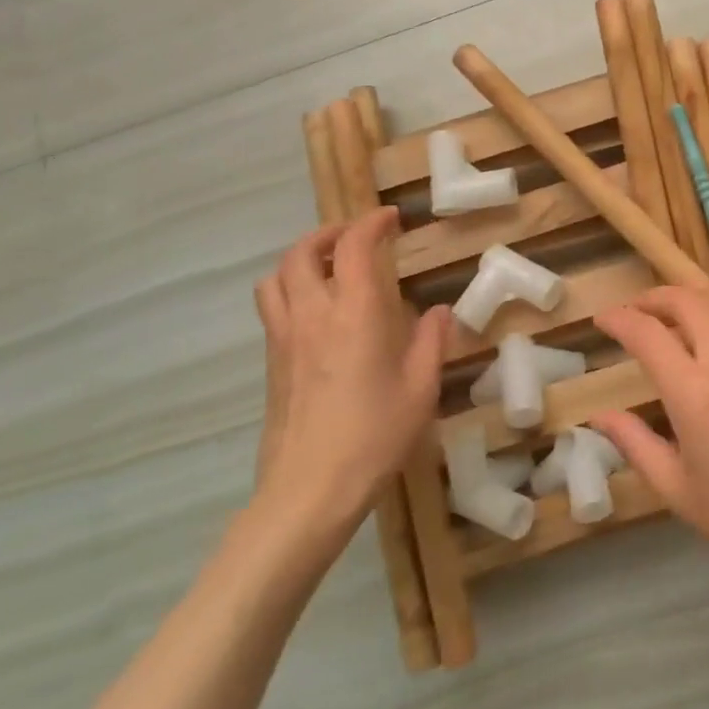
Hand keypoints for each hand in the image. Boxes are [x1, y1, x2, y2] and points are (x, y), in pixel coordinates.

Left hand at [251, 209, 449, 556]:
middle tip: (354, 238)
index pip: (353, 247)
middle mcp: (312, 315)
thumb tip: (438, 313)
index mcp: (354, 313)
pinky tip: (316, 314)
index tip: (390, 218)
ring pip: (275, 278)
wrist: (309, 489)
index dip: (370, 224)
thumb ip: (431, 343)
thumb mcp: (420, 389)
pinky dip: (289, 290)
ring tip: (327, 269)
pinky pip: (272, 308)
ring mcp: (284, 339)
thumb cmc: (374, 436)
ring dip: (300, 260)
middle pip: (301, 253)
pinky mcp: (271, 364)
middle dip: (328, 234)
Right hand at [593, 286, 708, 601]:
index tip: (602, 320)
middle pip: (686, 300)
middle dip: (651, 297)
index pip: (648, 334)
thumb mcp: (679, 491)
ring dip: (685, 300)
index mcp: (697, 395)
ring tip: (666, 316)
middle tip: (632, 311)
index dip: (619, 319)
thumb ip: (635, 444)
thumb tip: (600, 417)